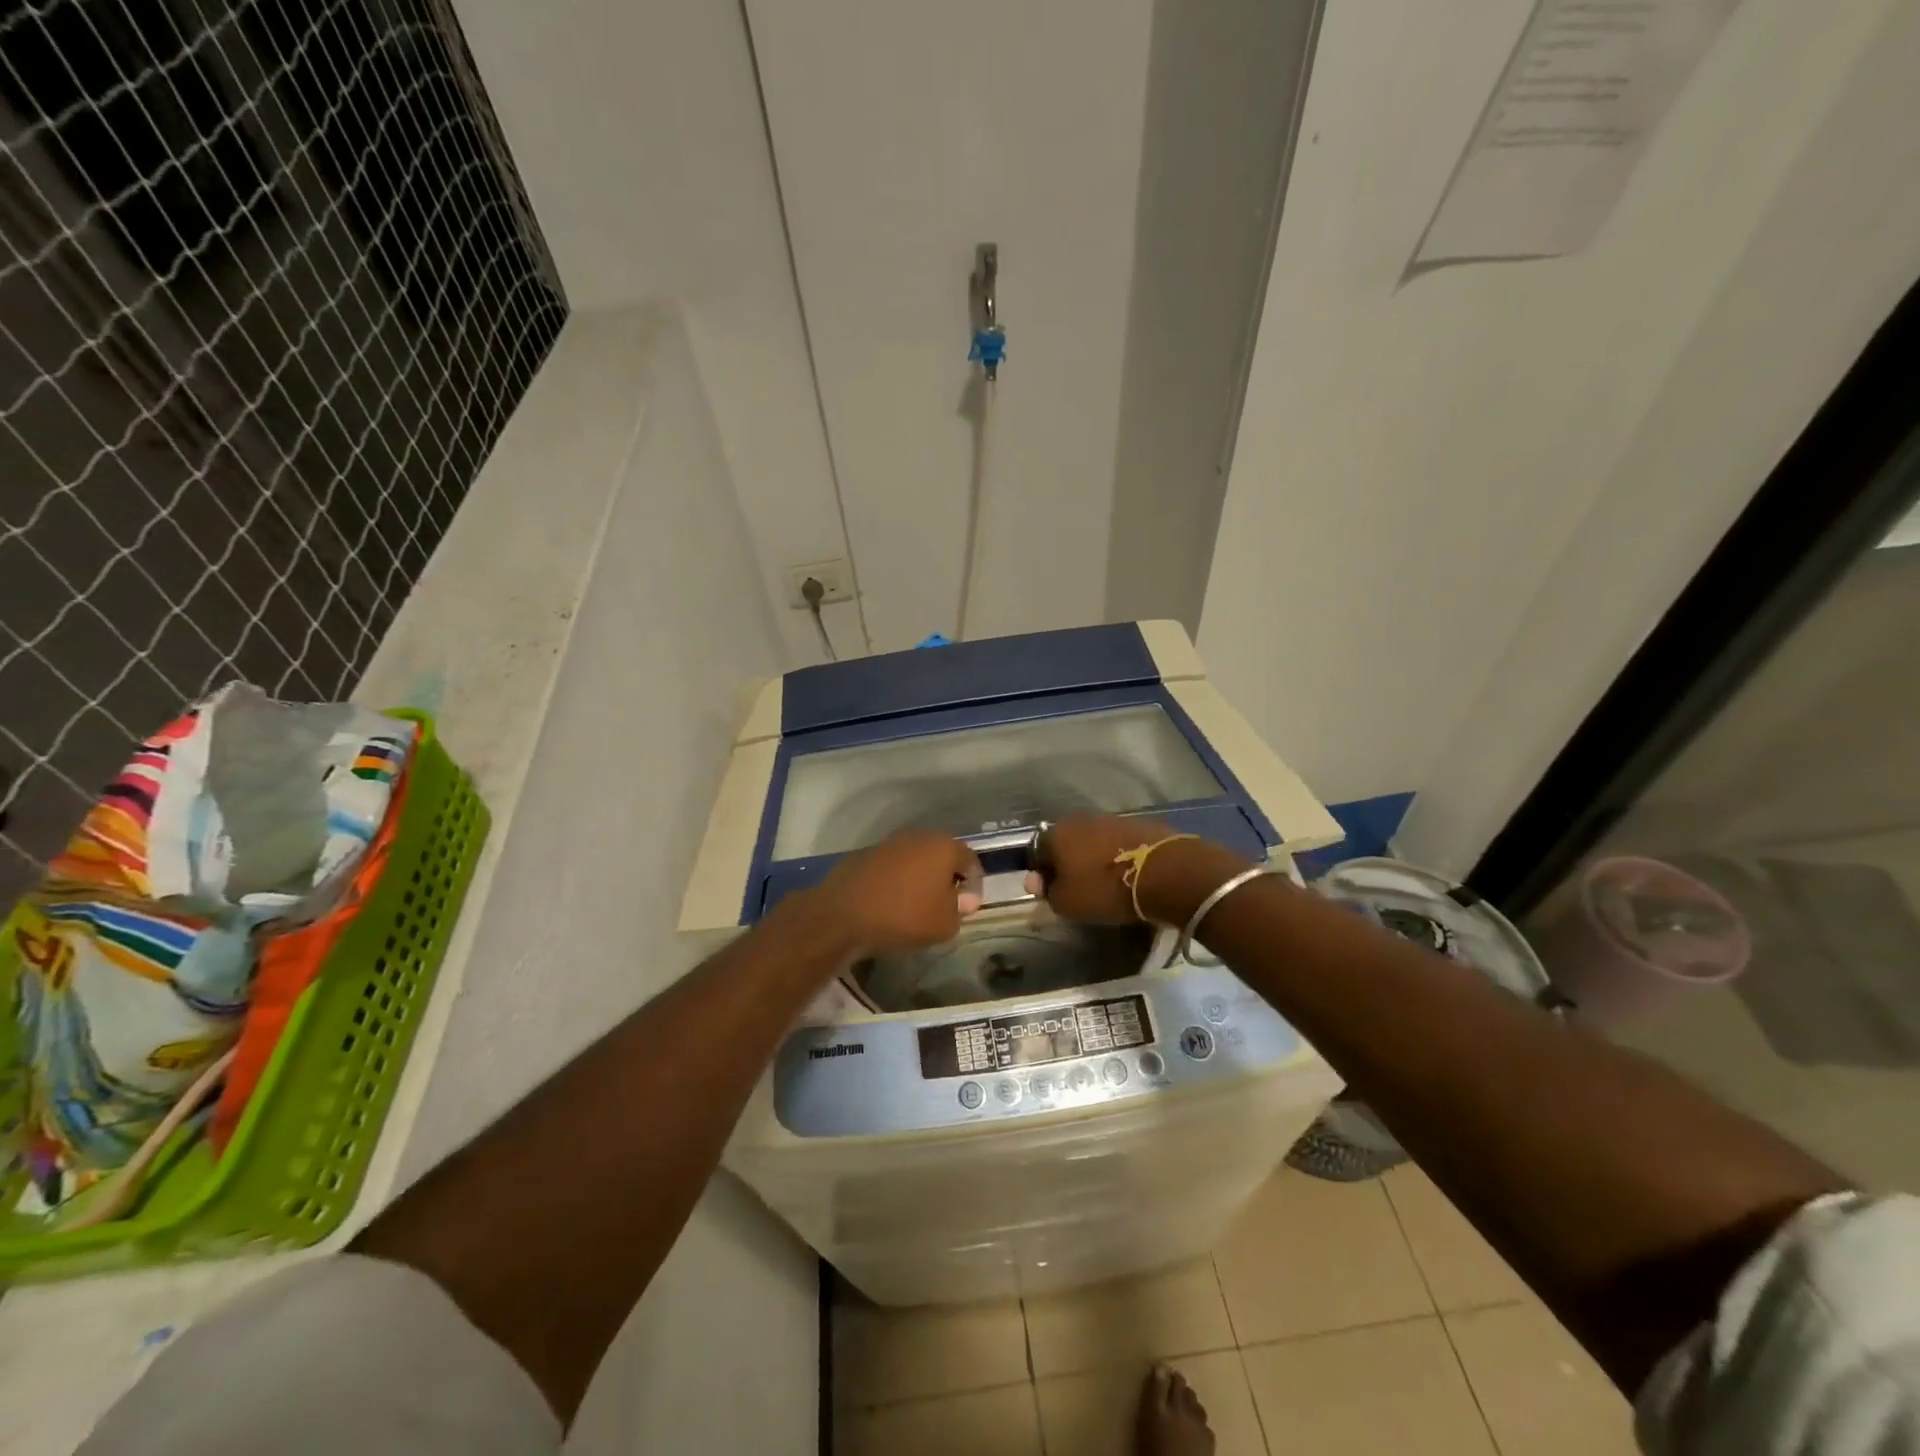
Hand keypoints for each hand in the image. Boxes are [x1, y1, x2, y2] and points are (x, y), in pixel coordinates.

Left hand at [814, 830, 983, 955]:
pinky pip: (892, 866)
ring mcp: (889, 842)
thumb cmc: (905, 917)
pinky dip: (897, 879)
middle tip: (945, 903)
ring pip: (916, 858)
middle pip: (942, 854)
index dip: (974, 884)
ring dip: (920, 877)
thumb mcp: (945, 924)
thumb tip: (963, 899)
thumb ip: (960, 908)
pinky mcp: (866, 853)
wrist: (844, 915)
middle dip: (947, 877)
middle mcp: (918, 836)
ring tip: (917, 904)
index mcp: (944, 847)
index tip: (968, 907)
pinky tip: (891, 901)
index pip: (970, 860)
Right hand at [1027, 816, 1250, 925]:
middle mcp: (1081, 819)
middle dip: (1069, 862)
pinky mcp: (1141, 824)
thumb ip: (1047, 891)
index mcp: (1058, 833)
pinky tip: (1129, 874)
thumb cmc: (1106, 889)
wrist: (1166, 873)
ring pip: (1094, 840)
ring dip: (1095, 857)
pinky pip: (1120, 842)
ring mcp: (1113, 818)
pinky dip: (1120, 855)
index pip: (1038, 851)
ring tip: (1106, 882)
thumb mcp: (1067, 903)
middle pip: (1067, 842)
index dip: (1042, 873)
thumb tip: (1037, 881)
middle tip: (1078, 887)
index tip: (1051, 892)